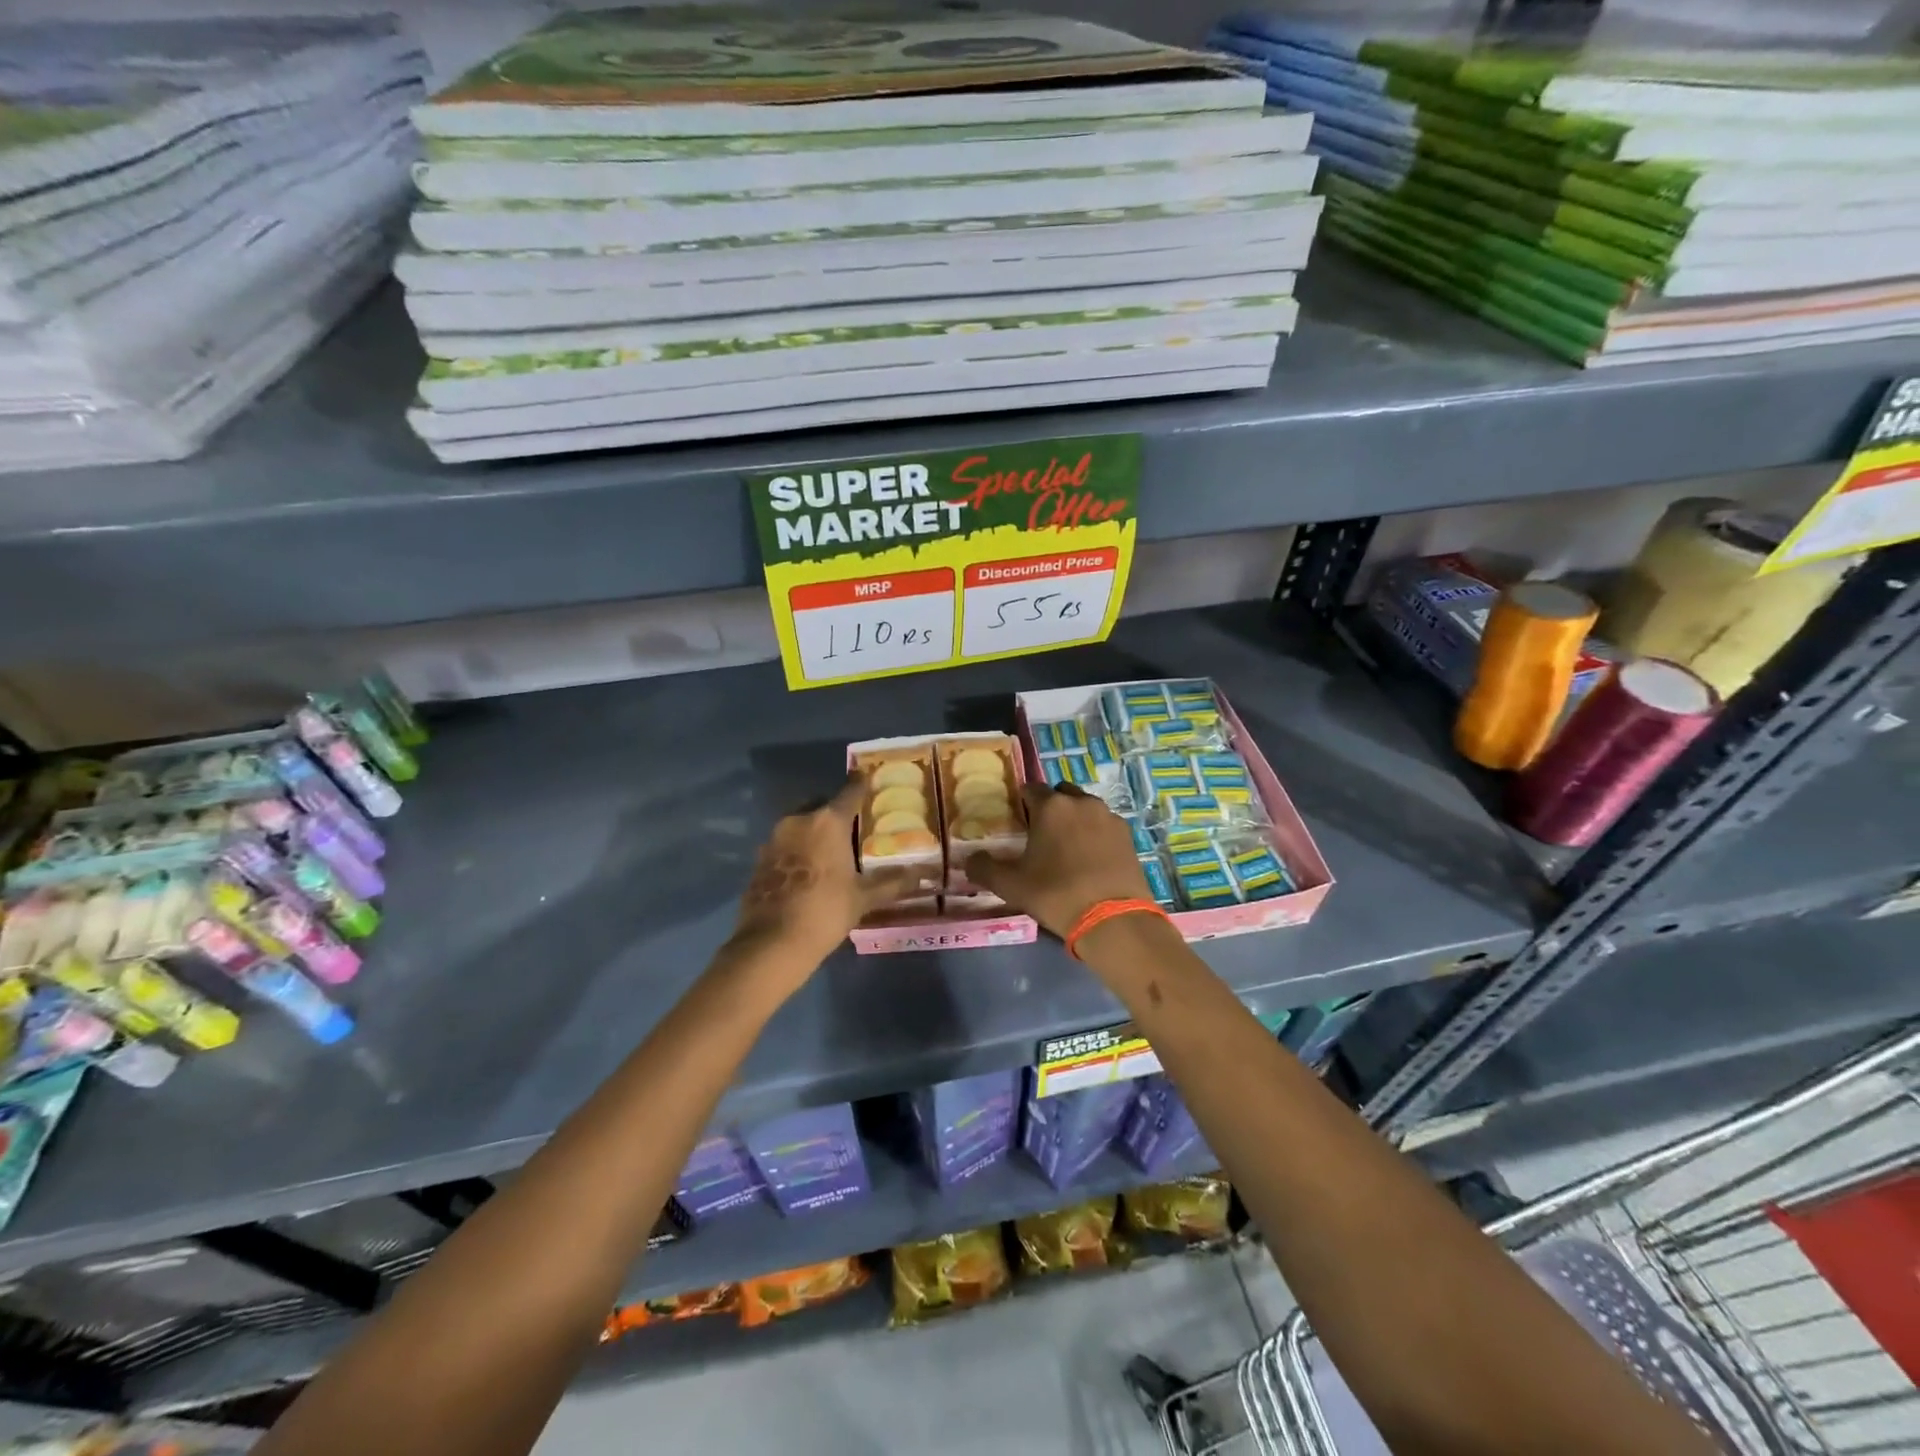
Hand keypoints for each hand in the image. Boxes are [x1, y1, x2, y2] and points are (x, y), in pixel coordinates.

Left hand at [727, 774, 926, 976]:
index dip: (861, 784)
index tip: (867, 777)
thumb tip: (923, 875)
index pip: (849, 792)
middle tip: (852, 827)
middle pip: (821, 806)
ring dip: (813, 832)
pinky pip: (785, 845)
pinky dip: (797, 851)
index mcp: (828, 821)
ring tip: (830, 851)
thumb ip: (892, 882)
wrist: (772, 943)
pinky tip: (807, 871)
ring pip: (800, 825)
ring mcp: (774, 839)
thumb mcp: (863, 898)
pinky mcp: (759, 859)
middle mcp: (798, 820)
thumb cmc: (825, 911)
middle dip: (835, 812)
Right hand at [966, 783, 1151, 939]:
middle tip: (1041, 835)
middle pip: (1060, 794)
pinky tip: (1090, 860)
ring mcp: (1108, 817)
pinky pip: (1104, 826)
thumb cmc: (1056, 894)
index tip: (1017, 823)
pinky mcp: (1128, 835)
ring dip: (1074, 820)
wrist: (1113, 919)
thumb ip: (984, 868)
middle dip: (1050, 808)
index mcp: (1051, 806)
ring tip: (1067, 849)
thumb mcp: (1010, 885)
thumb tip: (968, 860)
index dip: (1021, 803)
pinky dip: (1095, 835)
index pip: (1030, 789)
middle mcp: (1081, 802)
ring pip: (1085, 808)